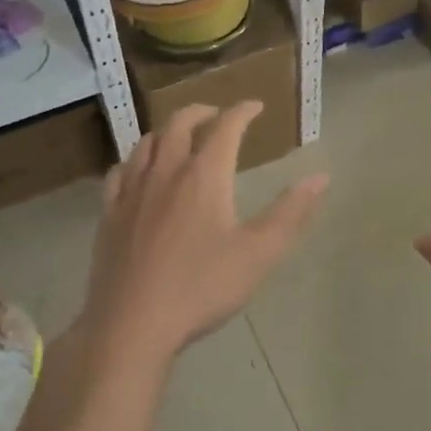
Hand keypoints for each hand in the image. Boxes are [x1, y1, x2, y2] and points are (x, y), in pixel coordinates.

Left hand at [79, 102, 327, 366]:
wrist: (131, 325)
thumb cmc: (201, 287)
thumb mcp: (258, 254)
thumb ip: (290, 213)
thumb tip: (320, 177)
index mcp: (204, 175)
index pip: (226, 127)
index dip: (242, 111)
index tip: (255, 105)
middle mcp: (166, 171)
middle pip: (179, 124)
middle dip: (201, 111)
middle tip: (217, 114)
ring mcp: (132, 191)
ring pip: (147, 142)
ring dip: (167, 130)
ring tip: (179, 136)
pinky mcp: (110, 214)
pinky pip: (120, 171)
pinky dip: (135, 160)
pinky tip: (137, 171)